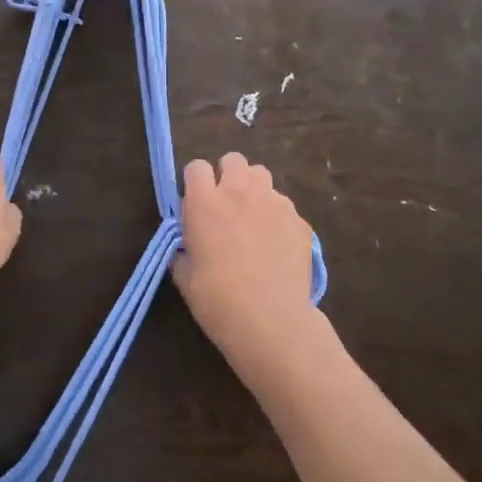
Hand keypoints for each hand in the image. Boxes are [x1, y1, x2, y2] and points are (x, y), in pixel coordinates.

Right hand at [172, 153, 321, 365]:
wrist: (271, 321)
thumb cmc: (218, 300)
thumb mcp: (184, 276)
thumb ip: (183, 247)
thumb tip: (188, 241)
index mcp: (204, 203)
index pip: (196, 167)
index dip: (194, 182)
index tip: (195, 203)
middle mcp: (239, 192)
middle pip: (233, 160)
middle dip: (227, 175)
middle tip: (225, 205)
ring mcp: (273, 203)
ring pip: (261, 175)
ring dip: (253, 189)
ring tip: (252, 217)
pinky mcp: (298, 219)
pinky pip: (284, 204)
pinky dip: (276, 215)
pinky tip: (276, 243)